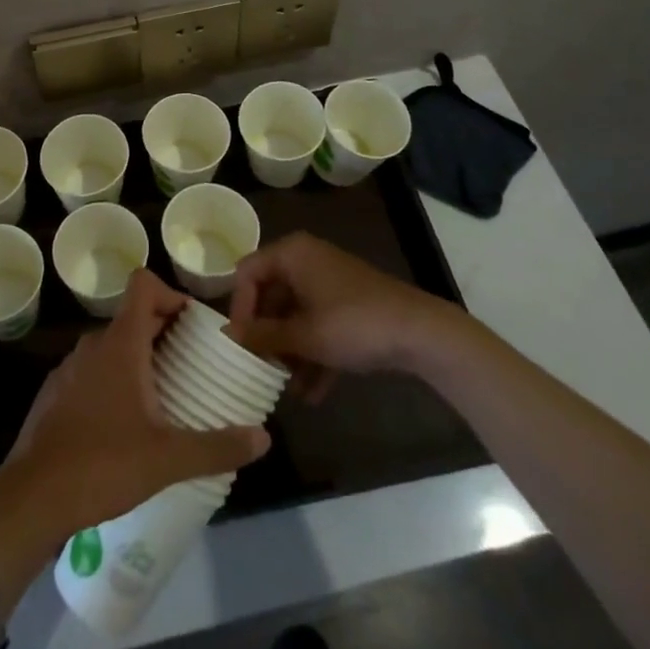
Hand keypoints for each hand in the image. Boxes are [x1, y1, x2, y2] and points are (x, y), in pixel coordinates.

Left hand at [0, 269, 270, 540]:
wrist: (31, 497)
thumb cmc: (102, 464)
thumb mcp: (168, 458)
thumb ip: (217, 446)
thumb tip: (263, 438)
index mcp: (121, 343)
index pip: (144, 285)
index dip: (171, 293)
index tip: (194, 324)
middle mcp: (93, 344)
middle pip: (133, 316)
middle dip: (164, 332)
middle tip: (191, 364)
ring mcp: (70, 367)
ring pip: (111, 345)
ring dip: (138, 358)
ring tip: (163, 395)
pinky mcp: (55, 393)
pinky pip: (92, 370)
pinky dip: (113, 380)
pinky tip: (124, 423)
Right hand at [228, 232, 457, 395]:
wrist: (419, 333)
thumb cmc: (352, 324)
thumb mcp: (303, 334)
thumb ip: (263, 336)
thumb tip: (229, 337)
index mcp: (292, 254)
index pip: (247, 273)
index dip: (239, 308)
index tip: (239, 345)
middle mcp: (307, 261)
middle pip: (271, 297)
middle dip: (267, 336)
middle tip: (259, 369)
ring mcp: (329, 284)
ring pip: (296, 316)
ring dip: (290, 353)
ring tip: (286, 389)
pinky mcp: (348, 306)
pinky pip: (319, 326)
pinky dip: (313, 355)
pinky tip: (312, 394)